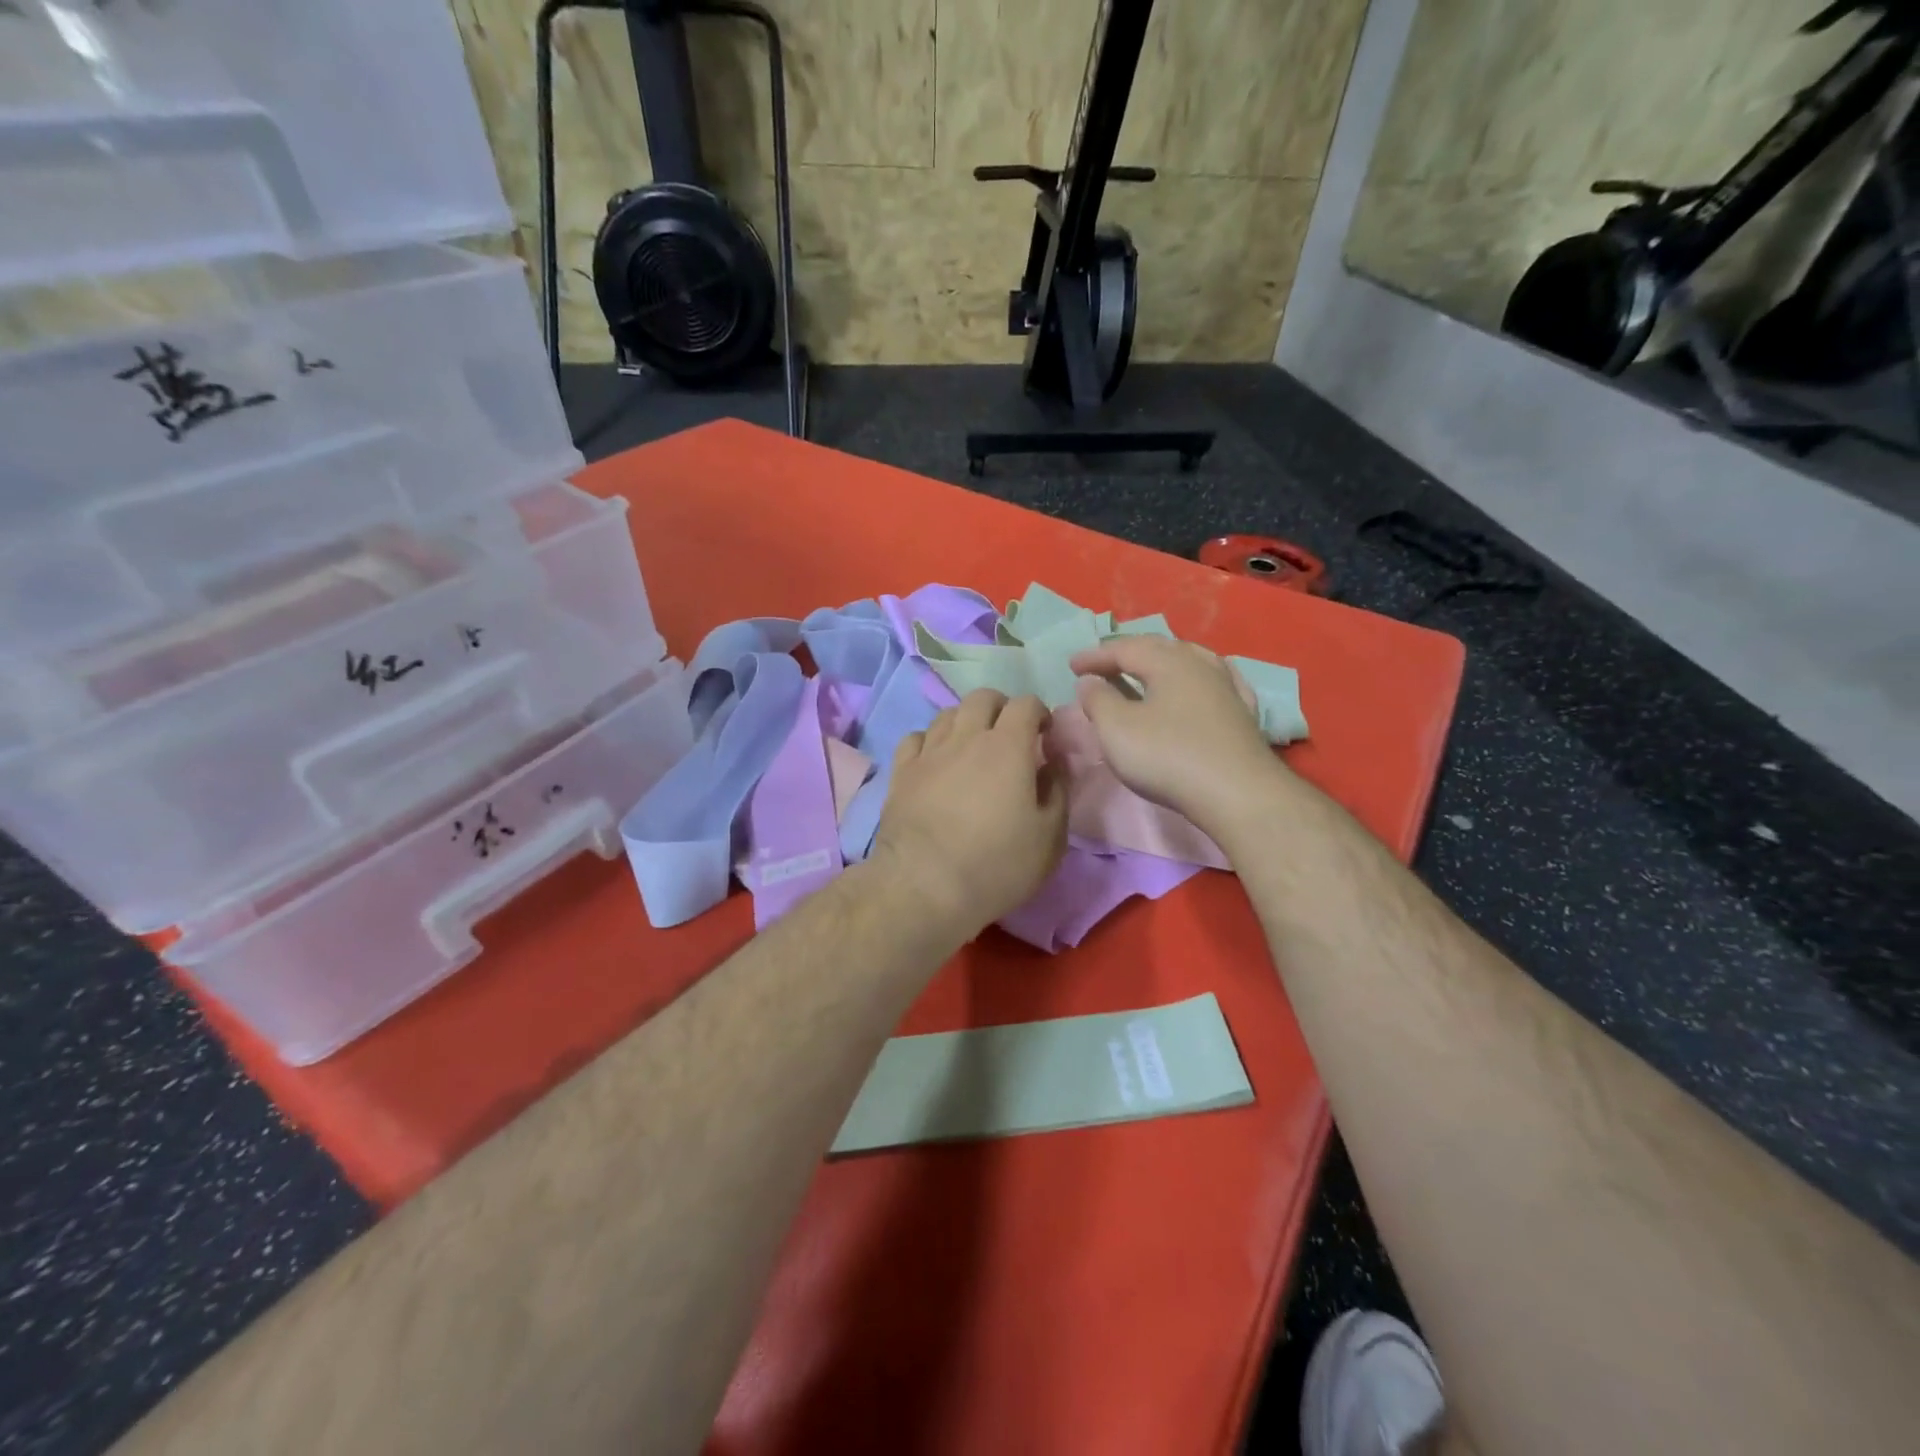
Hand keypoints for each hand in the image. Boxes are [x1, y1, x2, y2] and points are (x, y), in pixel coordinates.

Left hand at [871, 690, 1067, 937]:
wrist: (924, 887)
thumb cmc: (997, 865)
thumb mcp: (1050, 837)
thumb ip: (1058, 791)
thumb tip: (1052, 763)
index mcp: (1008, 747)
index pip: (1026, 704)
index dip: (1040, 713)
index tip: (1044, 736)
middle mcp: (966, 737)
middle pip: (983, 697)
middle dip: (1001, 708)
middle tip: (1010, 737)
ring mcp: (929, 752)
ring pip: (947, 713)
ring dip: (966, 722)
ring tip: (972, 749)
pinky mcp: (901, 772)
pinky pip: (916, 738)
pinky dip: (931, 741)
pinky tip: (936, 761)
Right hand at [1069, 636, 1286, 834]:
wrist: (1238, 794)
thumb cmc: (1168, 757)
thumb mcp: (1117, 729)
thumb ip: (1098, 700)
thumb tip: (1089, 681)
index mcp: (1168, 662)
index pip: (1124, 648)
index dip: (1095, 656)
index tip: (1072, 666)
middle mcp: (1201, 665)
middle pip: (1159, 648)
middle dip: (1128, 653)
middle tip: (1104, 664)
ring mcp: (1227, 688)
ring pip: (1191, 661)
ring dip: (1163, 663)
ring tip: (1146, 670)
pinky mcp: (1244, 714)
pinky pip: (1216, 682)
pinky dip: (1196, 680)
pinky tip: (1201, 684)